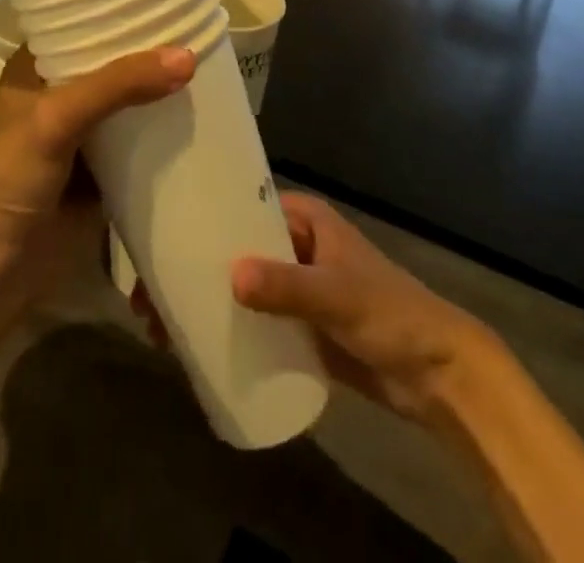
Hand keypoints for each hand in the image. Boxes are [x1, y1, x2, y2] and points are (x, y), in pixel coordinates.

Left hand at [0, 44, 193, 313]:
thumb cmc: (10, 180)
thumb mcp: (56, 120)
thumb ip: (117, 86)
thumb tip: (188, 57)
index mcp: (35, 66)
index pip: (81, 21)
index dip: (119, 7)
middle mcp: (59, 91)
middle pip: (112, 59)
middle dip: (150, 47)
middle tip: (199, 22)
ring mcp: (83, 131)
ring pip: (130, 97)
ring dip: (161, 85)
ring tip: (211, 57)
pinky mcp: (104, 167)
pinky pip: (141, 137)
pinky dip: (165, 126)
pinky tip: (202, 110)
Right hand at [137, 191, 494, 427]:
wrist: (437, 375)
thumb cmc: (390, 314)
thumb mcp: (338, 294)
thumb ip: (289, 286)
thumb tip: (231, 276)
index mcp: (302, 217)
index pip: (241, 208)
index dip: (201, 222)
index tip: (158, 241)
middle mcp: (292, 244)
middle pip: (232, 248)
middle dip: (193, 268)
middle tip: (146, 295)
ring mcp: (294, 285)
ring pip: (238, 285)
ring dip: (204, 300)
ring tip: (159, 326)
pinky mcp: (297, 325)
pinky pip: (253, 320)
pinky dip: (226, 328)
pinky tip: (195, 346)